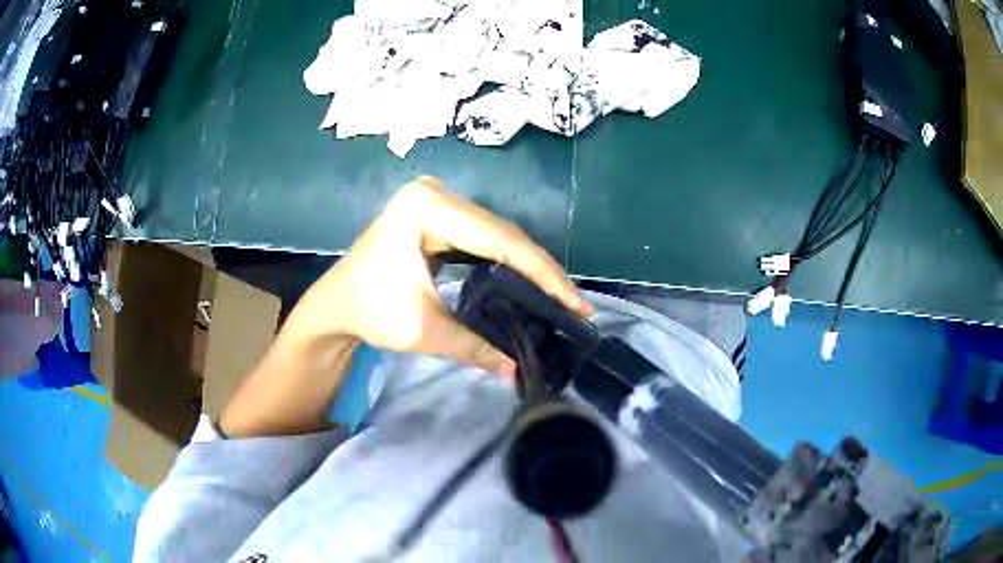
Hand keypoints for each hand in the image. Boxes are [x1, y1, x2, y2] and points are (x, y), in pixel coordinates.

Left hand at [283, 176, 589, 376]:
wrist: (335, 304)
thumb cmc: (369, 310)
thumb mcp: (423, 329)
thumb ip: (475, 347)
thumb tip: (519, 373)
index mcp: (426, 207)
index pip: (500, 240)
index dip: (542, 275)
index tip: (575, 304)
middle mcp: (436, 192)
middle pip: (503, 234)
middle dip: (542, 273)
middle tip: (574, 307)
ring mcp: (437, 199)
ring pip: (498, 235)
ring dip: (530, 268)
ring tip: (561, 299)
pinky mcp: (439, 213)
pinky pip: (485, 237)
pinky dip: (509, 262)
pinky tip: (530, 284)